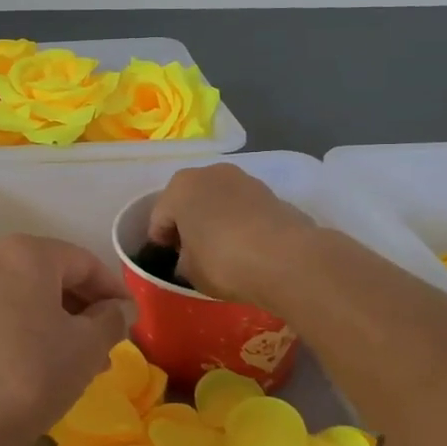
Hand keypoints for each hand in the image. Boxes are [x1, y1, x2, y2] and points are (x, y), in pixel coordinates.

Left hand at [0, 235, 134, 445]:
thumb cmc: (33, 373)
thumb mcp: (87, 346)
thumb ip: (111, 319)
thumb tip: (120, 309)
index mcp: (26, 253)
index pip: (84, 262)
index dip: (114, 290)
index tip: (133, 318)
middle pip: (54, 274)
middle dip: (86, 307)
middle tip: (111, 340)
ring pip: (29, 296)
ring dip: (61, 321)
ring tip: (86, 359)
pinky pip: (6, 312)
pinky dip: (31, 328)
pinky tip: (49, 363)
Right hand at [147, 164, 317, 309]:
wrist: (287, 259)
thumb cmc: (224, 262)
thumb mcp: (190, 272)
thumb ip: (183, 260)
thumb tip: (190, 258)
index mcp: (179, 188)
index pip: (159, 217)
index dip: (161, 241)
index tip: (167, 260)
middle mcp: (209, 173)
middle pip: (189, 201)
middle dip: (188, 223)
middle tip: (192, 253)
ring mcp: (243, 179)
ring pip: (218, 201)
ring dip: (215, 219)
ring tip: (222, 250)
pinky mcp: (271, 192)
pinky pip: (244, 209)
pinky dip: (240, 222)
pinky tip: (247, 246)